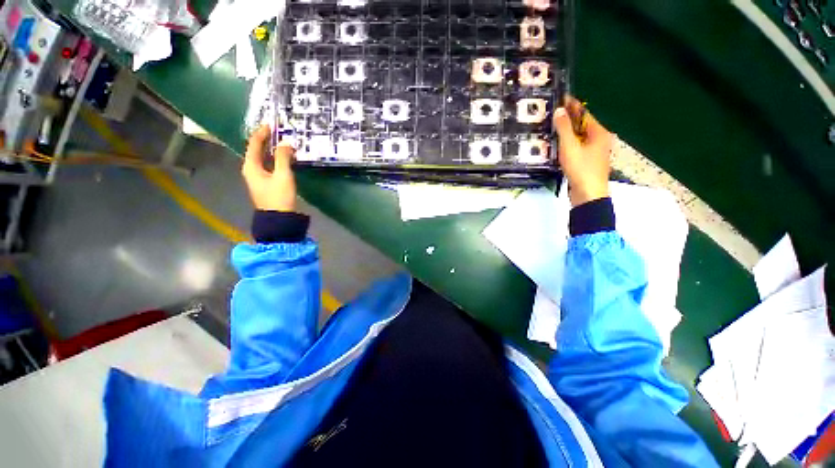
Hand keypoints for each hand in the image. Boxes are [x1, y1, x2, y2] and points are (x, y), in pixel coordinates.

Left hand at [242, 125, 296, 211]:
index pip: (254, 143)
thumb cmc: (279, 196)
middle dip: (268, 140)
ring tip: (285, 142)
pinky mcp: (267, 183)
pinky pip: (270, 165)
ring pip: (264, 158)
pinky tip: (286, 158)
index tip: (272, 124)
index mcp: (251, 166)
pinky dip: (276, 159)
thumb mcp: (283, 176)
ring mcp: (259, 177)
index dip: (262, 132)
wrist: (279, 219)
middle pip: (257, 150)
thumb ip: (283, 158)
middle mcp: (252, 169)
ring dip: (273, 149)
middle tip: (280, 131)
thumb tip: (286, 142)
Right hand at [553, 97, 613, 206]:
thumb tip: (559, 111)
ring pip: (579, 137)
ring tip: (552, 127)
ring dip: (567, 132)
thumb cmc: (581, 169)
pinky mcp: (587, 161)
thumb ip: (564, 129)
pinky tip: (558, 144)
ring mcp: (594, 152)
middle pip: (582, 125)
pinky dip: (568, 143)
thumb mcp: (570, 147)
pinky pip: (577, 147)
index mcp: (599, 133)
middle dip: (568, 119)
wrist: (588, 194)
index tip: (562, 98)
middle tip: (553, 114)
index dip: (573, 105)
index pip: (584, 114)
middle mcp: (599, 139)